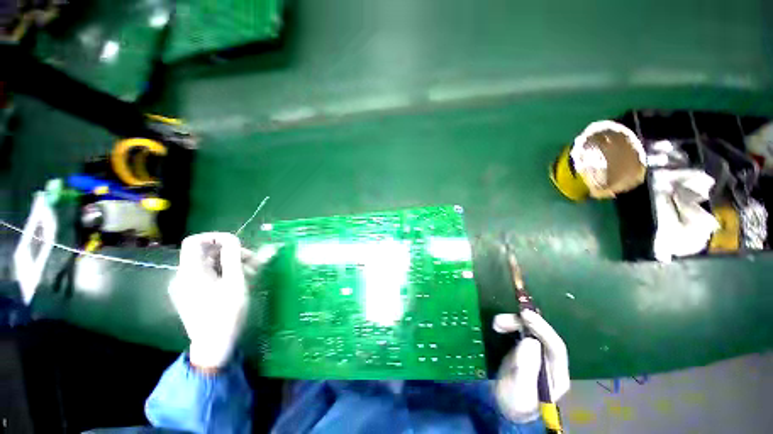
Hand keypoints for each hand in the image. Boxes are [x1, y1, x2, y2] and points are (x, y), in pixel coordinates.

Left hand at [169, 233, 250, 369]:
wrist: (214, 344)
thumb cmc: (226, 312)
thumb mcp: (235, 282)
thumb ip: (233, 257)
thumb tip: (233, 238)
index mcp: (191, 271)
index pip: (195, 241)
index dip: (215, 237)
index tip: (236, 243)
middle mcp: (184, 275)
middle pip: (206, 252)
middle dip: (231, 252)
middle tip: (252, 260)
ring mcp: (187, 285)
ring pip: (210, 264)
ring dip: (231, 263)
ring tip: (251, 272)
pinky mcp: (192, 293)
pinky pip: (208, 275)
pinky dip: (225, 272)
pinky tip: (240, 280)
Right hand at [492, 310, 569, 422]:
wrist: (502, 404)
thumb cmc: (514, 402)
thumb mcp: (520, 391)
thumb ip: (526, 369)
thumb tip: (531, 342)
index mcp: (557, 375)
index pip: (556, 347)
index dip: (543, 330)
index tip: (526, 316)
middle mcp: (550, 362)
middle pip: (543, 335)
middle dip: (526, 323)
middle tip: (507, 316)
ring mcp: (537, 354)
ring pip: (530, 330)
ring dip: (514, 323)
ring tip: (496, 323)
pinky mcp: (524, 349)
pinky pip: (520, 331)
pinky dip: (509, 325)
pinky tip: (497, 326)